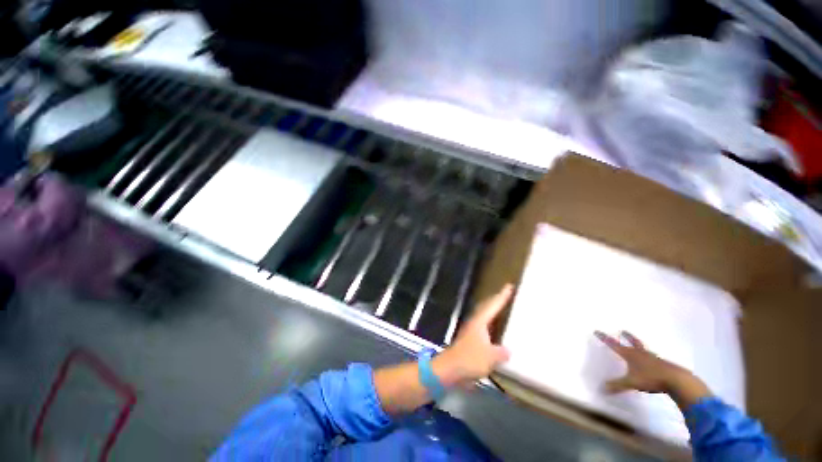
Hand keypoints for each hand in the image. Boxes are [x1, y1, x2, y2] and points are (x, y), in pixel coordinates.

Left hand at [434, 284, 513, 386]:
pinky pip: (483, 327)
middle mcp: (475, 323)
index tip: (509, 286)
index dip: (502, 296)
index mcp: (480, 322)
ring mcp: (471, 331)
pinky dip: (490, 324)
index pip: (493, 305)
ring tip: (502, 309)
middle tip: (506, 294)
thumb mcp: (490, 357)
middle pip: (486, 307)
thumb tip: (508, 350)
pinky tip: (494, 332)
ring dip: (492, 311)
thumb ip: (501, 352)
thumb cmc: (469, 359)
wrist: (449, 369)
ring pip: (484, 316)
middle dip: (496, 300)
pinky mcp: (470, 340)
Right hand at [595, 331, 711, 409]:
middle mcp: (641, 353)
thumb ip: (618, 385)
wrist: (677, 380)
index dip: (605, 338)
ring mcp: (653, 358)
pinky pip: (652, 358)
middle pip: (633, 343)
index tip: (597, 331)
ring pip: (643, 349)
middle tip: (623, 331)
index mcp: (631, 355)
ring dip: (638, 346)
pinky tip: (651, 362)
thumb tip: (602, 388)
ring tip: (637, 345)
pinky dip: (648, 357)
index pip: (614, 345)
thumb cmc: (651, 378)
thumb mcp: (632, 383)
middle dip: (627, 337)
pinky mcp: (662, 365)